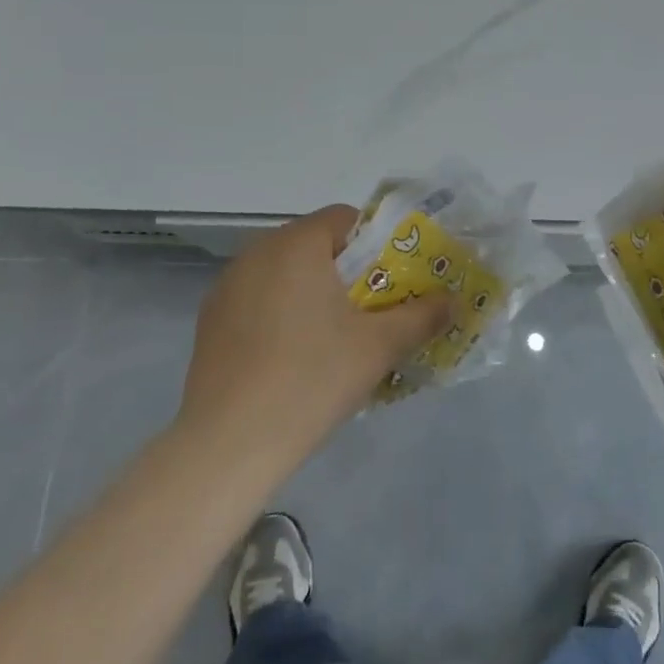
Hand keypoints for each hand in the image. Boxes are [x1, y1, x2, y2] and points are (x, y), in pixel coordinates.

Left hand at [176, 206, 448, 466]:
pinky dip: (281, 313)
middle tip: (372, 312)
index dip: (376, 243)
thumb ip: (422, 316)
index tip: (392, 281)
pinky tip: (292, 358)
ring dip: (313, 292)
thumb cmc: (312, 379)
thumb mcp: (379, 346)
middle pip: (315, 245)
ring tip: (334, 338)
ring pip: (285, 274)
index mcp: (296, 243)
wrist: (228, 445)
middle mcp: (257, 251)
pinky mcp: (210, 321)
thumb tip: (453, 300)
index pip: (345, 218)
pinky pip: (259, 300)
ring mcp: (227, 286)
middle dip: (347, 272)